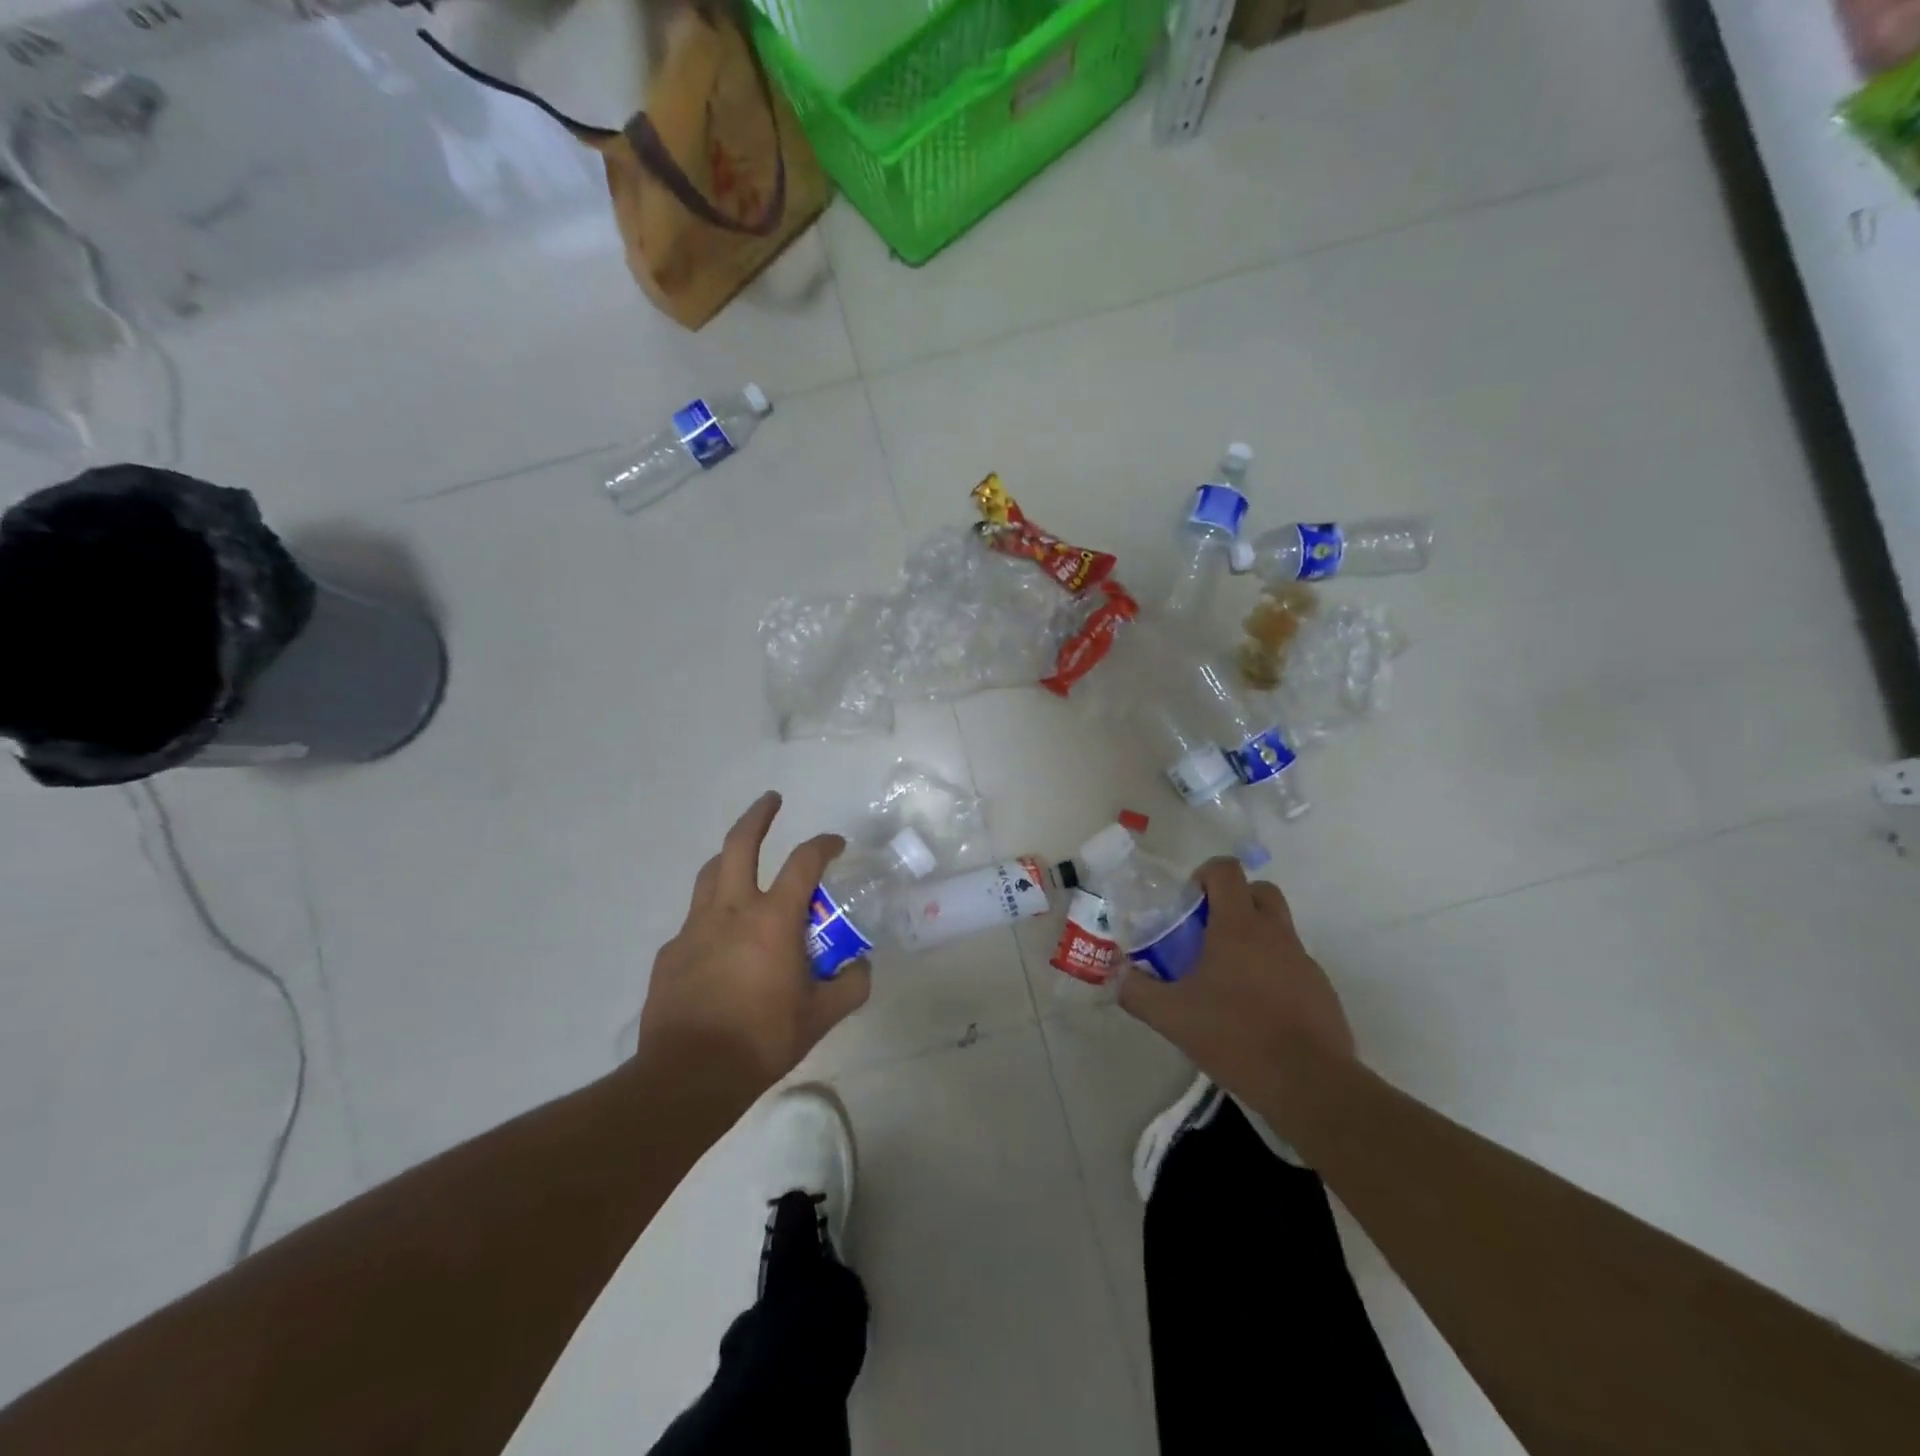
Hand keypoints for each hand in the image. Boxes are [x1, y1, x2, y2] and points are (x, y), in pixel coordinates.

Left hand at [635, 791, 869, 1102]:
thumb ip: (850, 986)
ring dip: (730, 858)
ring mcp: (694, 929)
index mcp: (772, 920)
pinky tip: (720, 942)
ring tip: (742, 861)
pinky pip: (695, 921)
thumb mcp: (821, 1017)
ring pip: (710, 874)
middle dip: (758, 816)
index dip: (824, 844)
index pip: (803, 862)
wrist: (688, 1076)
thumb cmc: (761, 1040)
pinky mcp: (670, 952)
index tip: (836, 844)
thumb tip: (862, 967)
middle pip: (739, 844)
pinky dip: (713, 916)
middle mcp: (731, 911)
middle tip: (772, 801)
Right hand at [1120, 857, 1354, 1130]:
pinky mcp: (1321, 990)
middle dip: (1234, 900)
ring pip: (1278, 928)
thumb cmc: (1236, 1036)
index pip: (1226, 870)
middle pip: (1260, 890)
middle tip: (1208, 933)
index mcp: (1238, 927)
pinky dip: (1273, 971)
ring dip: (1254, 937)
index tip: (1189, 905)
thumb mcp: (1172, 1017)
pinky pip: (1292, 964)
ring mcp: (1303, 961)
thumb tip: (1118, 976)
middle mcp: (1275, 933)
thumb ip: (1137, 991)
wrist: (1309, 1084)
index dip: (1205, 875)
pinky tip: (1256, 1010)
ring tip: (1228, 979)